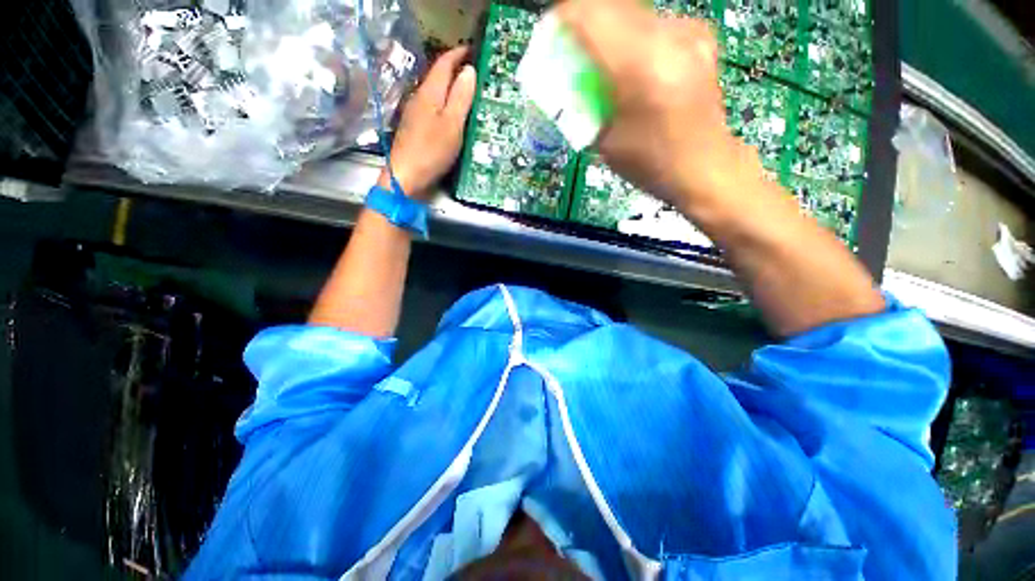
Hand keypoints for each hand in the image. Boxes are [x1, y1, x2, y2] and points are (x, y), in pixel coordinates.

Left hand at [383, 46, 476, 200]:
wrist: (406, 175)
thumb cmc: (432, 150)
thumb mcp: (452, 124)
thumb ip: (460, 97)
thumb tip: (469, 71)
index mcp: (430, 92)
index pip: (444, 63)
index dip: (458, 54)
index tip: (474, 49)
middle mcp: (420, 97)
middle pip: (438, 76)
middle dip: (456, 70)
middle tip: (476, 73)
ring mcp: (416, 113)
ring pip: (436, 92)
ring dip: (451, 88)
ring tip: (469, 92)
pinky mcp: (416, 127)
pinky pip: (434, 107)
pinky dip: (446, 104)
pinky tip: (454, 114)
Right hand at [556, 0, 762, 211]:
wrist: (704, 167)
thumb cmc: (650, 164)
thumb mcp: (605, 141)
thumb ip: (586, 102)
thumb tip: (572, 78)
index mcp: (638, 68)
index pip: (590, 15)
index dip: (564, 17)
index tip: (551, 33)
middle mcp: (666, 38)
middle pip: (611, 6)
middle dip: (585, 23)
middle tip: (574, 52)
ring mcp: (687, 34)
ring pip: (633, 12)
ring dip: (610, 30)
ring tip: (604, 64)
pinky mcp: (699, 37)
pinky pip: (654, 24)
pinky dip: (635, 38)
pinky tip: (636, 66)